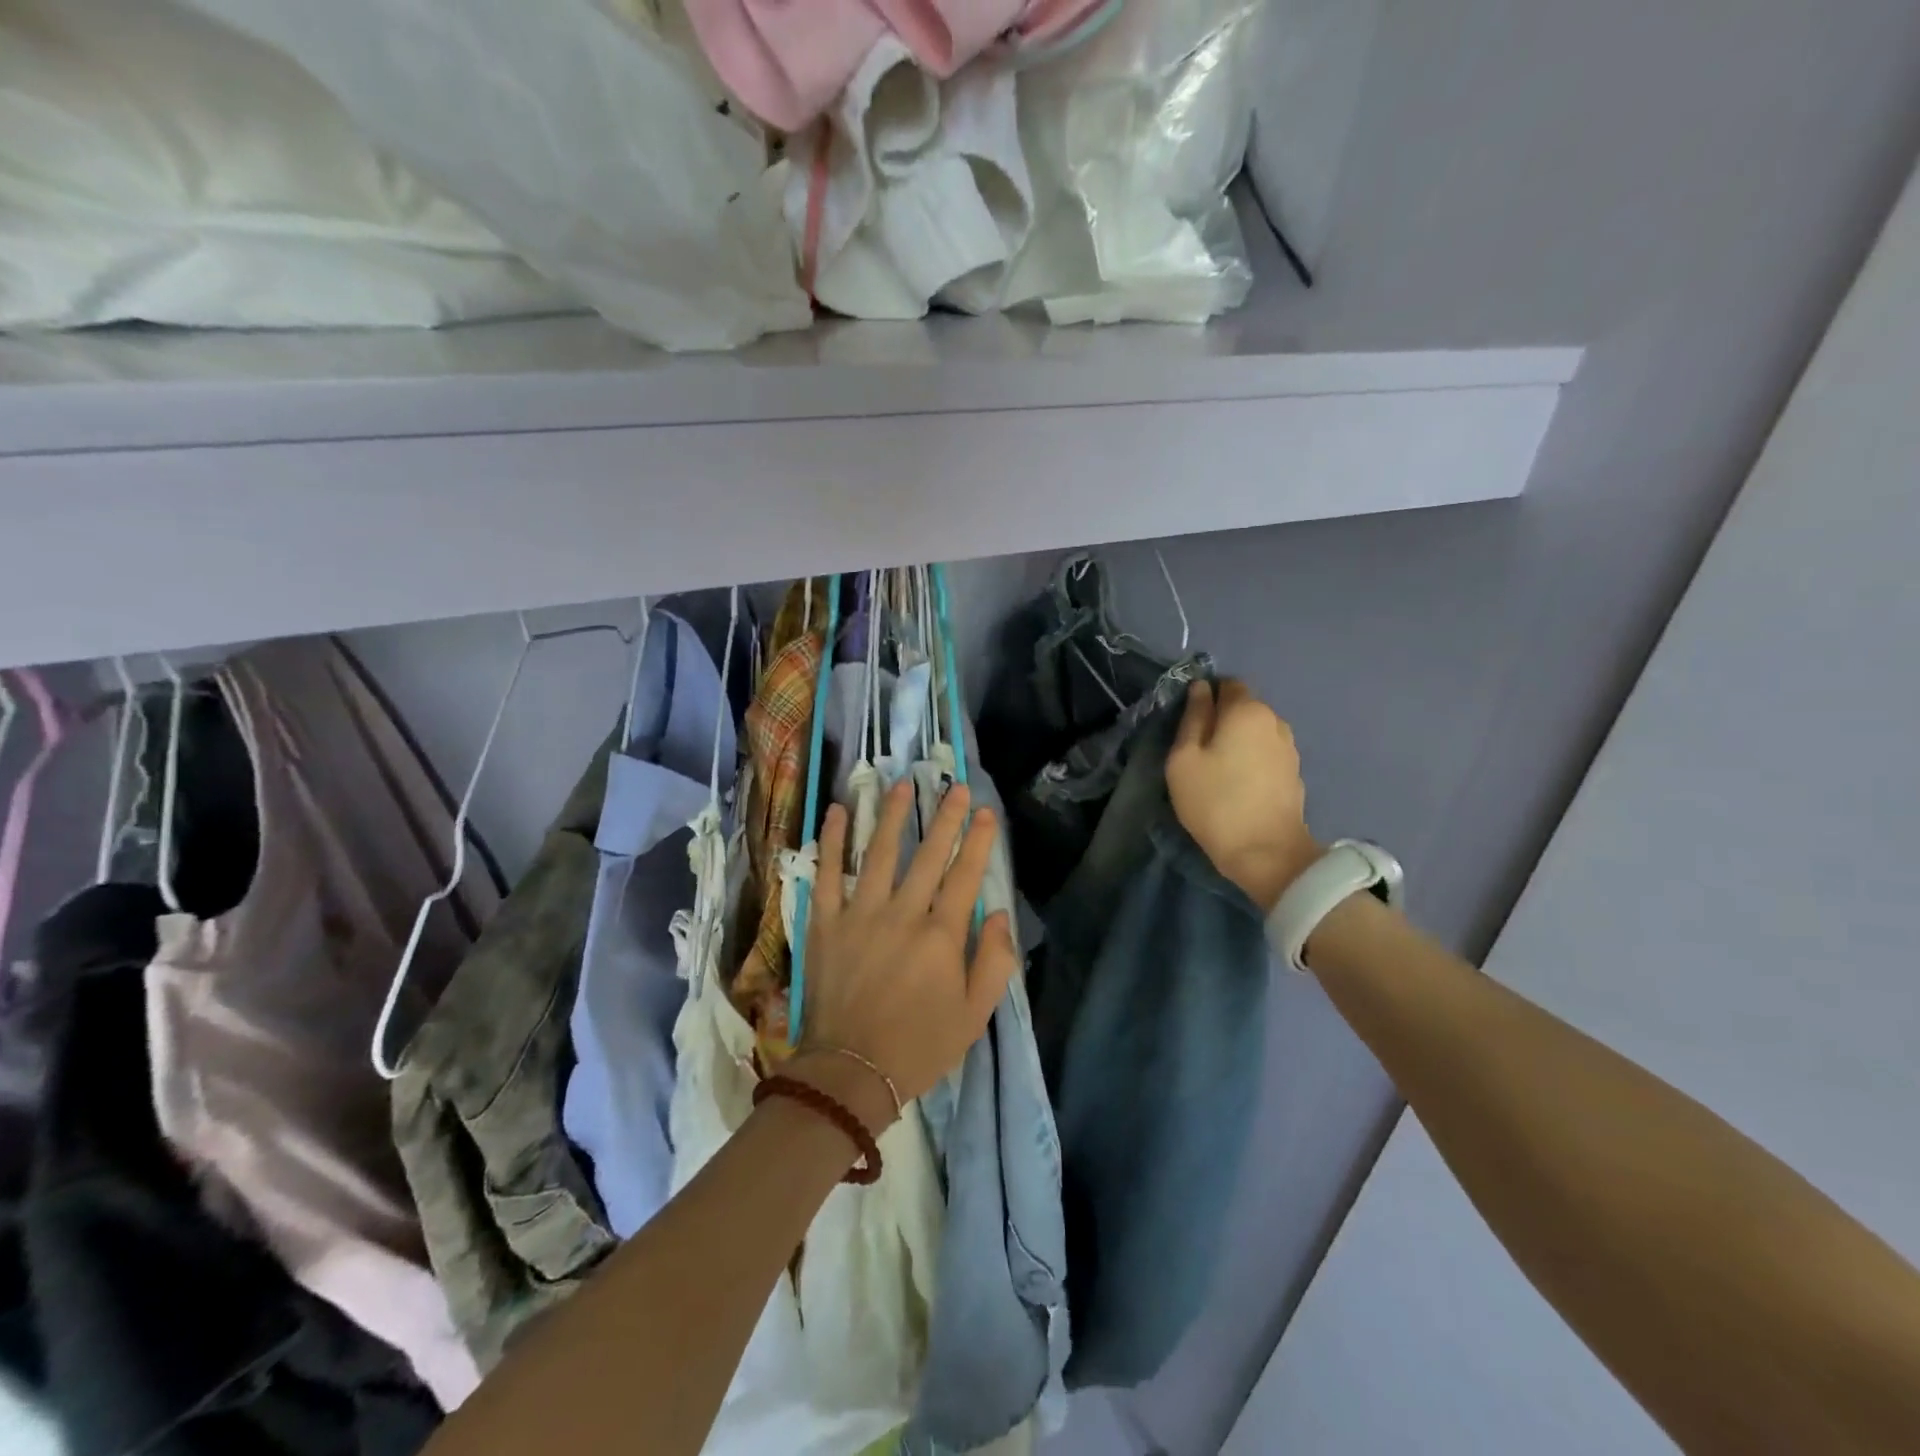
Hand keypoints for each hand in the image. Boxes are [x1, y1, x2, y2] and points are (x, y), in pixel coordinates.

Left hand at [790, 782, 1017, 1131]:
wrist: (851, 1072)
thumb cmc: (919, 1046)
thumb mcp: (974, 1015)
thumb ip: (995, 961)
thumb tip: (1000, 913)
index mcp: (941, 935)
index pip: (966, 874)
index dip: (978, 840)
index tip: (985, 811)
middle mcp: (902, 913)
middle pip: (927, 854)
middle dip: (944, 817)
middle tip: (953, 786)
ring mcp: (859, 913)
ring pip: (877, 852)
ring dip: (890, 815)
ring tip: (899, 784)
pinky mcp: (825, 922)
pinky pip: (827, 873)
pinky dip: (831, 841)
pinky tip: (836, 811)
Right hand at [1167, 679, 1319, 911]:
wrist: (1267, 852)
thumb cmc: (1215, 802)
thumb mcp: (1184, 759)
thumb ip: (1192, 718)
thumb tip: (1200, 689)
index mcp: (1246, 710)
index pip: (1227, 684)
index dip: (1206, 697)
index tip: (1189, 724)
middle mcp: (1274, 720)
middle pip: (1243, 707)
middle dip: (1222, 720)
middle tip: (1199, 750)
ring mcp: (1289, 747)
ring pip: (1256, 731)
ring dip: (1238, 741)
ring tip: (1219, 769)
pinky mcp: (1295, 772)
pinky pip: (1267, 752)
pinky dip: (1252, 759)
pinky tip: (1239, 783)